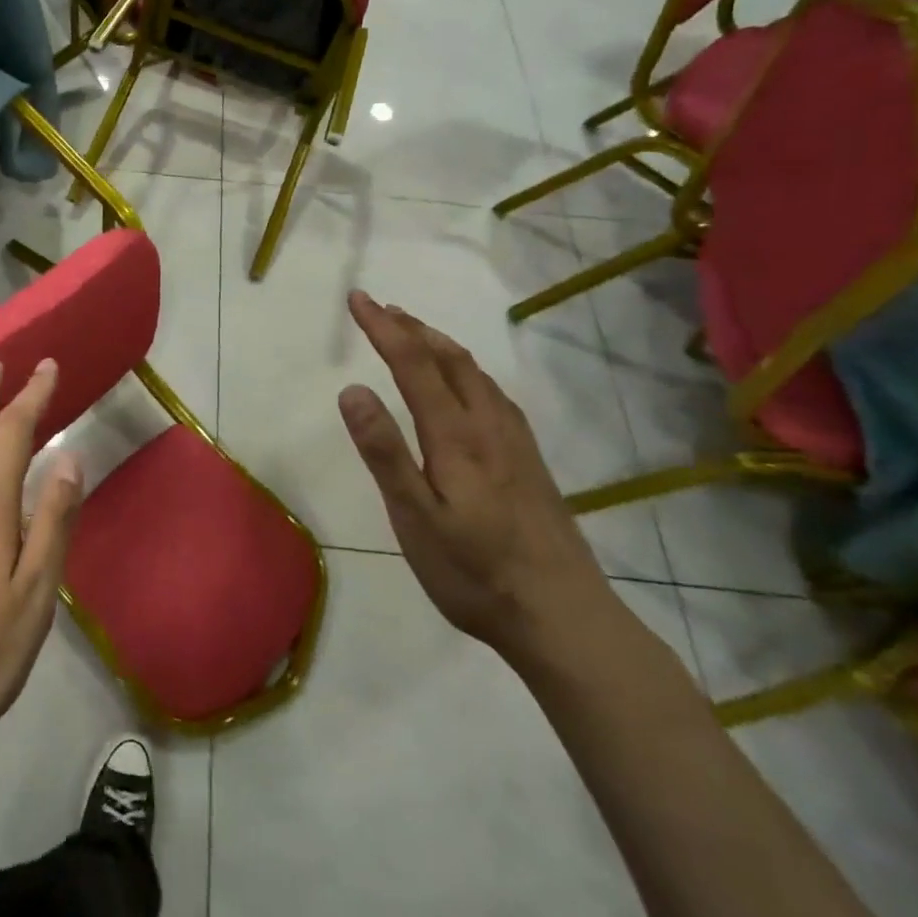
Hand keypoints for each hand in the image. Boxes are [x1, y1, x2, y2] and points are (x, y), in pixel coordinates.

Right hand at [336, 292, 614, 661]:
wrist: (564, 618)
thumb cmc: (475, 572)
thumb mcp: (415, 519)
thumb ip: (385, 452)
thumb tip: (353, 389)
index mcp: (455, 435)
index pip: (413, 364)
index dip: (383, 327)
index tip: (357, 298)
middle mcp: (488, 425)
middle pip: (449, 359)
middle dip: (412, 328)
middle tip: (381, 309)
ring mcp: (516, 442)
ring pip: (476, 374)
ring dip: (440, 345)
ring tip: (415, 334)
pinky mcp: (530, 462)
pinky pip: (494, 394)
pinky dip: (468, 371)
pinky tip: (468, 386)